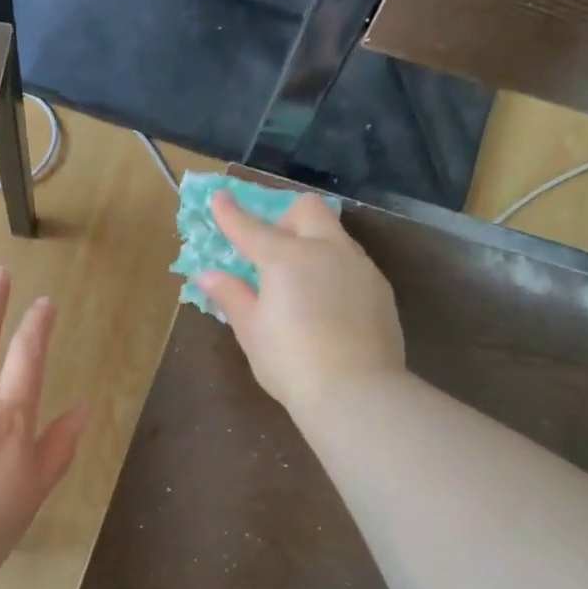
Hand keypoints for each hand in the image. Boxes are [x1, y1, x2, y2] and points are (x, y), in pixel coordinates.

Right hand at [193, 189, 405, 414]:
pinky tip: (328, 306)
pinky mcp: (380, 288)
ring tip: (300, 283)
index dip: (230, 212)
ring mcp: (359, 266)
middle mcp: (326, 250)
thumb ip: (231, 295)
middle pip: (307, 210)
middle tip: (272, 249)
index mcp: (285, 258)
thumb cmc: (290, 361)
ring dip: (313, 243)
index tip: (219, 197)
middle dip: (285, 217)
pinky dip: (334, 270)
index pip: (250, 227)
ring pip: (334, 235)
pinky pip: (353, 263)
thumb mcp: (251, 331)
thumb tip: (207, 275)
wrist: (356, 391)